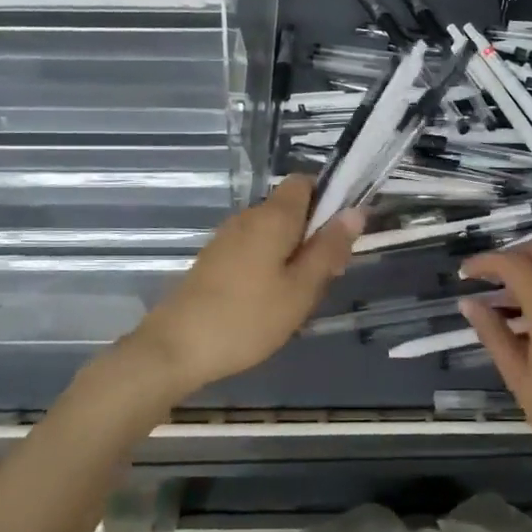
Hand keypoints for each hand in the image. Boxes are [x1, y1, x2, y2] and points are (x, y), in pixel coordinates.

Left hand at [119, 175, 363, 399]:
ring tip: (298, 297)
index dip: (328, 200)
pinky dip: (269, 266)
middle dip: (313, 235)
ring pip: (272, 233)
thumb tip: (355, 211)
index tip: (340, 236)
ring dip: (292, 254)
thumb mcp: (301, 289)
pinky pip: (253, 250)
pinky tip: (270, 302)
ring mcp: (226, 238)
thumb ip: (329, 248)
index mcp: (273, 216)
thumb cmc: (247, 318)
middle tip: (326, 278)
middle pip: (290, 209)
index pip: (304, 182)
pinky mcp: (213, 261)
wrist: (175, 348)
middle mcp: (248, 217)